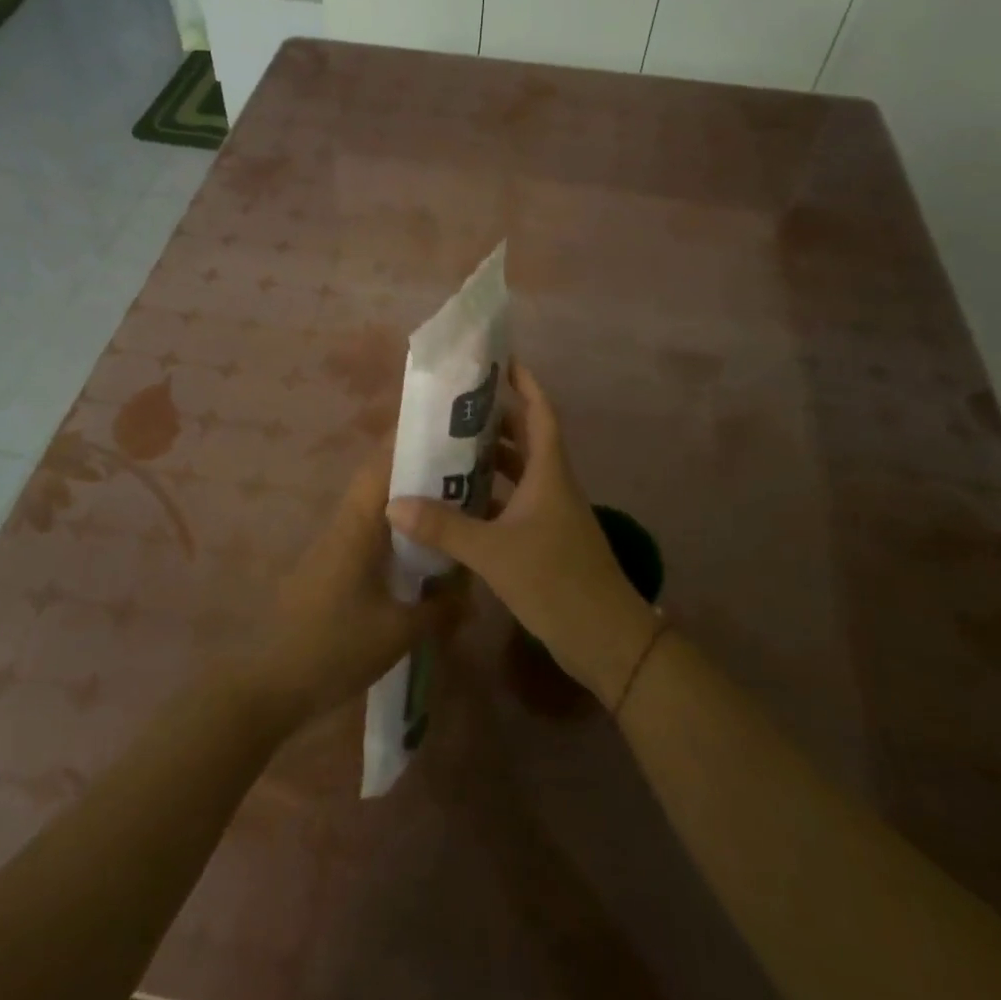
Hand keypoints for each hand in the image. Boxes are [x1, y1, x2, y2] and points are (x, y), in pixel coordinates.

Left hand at [255, 444, 464, 728]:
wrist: (271, 682)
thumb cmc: (335, 647)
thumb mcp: (399, 631)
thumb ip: (440, 607)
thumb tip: (471, 588)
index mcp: (357, 524)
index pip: (383, 464)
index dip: (413, 441)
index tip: (449, 431)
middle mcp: (345, 523)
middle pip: (382, 479)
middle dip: (419, 469)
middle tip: (464, 470)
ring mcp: (335, 543)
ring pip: (376, 506)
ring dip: (408, 499)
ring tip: (451, 504)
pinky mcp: (332, 565)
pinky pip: (370, 531)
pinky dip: (397, 528)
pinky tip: (422, 549)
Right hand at [387, 364, 659, 708]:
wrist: (606, 639)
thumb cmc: (556, 581)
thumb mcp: (494, 552)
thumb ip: (444, 528)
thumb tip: (394, 503)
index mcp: (549, 473)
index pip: (539, 412)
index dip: (524, 383)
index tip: (500, 361)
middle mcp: (552, 485)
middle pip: (526, 438)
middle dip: (496, 419)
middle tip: (455, 406)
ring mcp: (552, 513)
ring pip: (520, 473)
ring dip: (491, 459)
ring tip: (449, 449)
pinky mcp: (547, 539)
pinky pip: (515, 503)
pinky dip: (491, 496)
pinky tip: (460, 503)